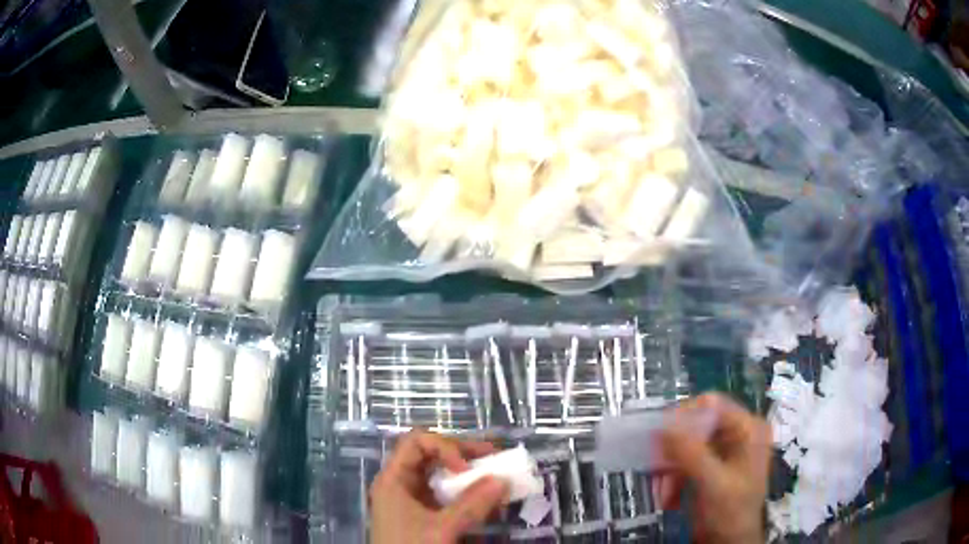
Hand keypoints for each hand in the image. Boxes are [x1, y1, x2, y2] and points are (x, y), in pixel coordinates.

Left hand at [370, 430, 509, 543]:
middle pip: (431, 456)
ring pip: (441, 477)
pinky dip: (468, 496)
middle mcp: (402, 485)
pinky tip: (489, 503)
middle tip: (495, 458)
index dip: (444, 446)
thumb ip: (472, 505)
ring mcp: (413, 501)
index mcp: (394, 479)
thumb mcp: (441, 529)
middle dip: (464, 455)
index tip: (467, 468)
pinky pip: (447, 497)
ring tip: (498, 479)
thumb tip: (502, 480)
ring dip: (470, 476)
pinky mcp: (424, 517)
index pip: (417, 442)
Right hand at [656, 393, 770, 543]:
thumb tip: (663, 425)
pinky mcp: (708, 467)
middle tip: (657, 472)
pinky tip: (669, 499)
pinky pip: (682, 462)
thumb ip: (692, 454)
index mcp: (747, 428)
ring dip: (669, 471)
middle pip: (695, 426)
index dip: (684, 416)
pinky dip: (672, 479)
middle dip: (674, 452)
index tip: (659, 437)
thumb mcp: (713, 484)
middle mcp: (736, 433)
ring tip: (663, 495)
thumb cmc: (731, 513)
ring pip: (684, 446)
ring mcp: (722, 451)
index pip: (712, 405)